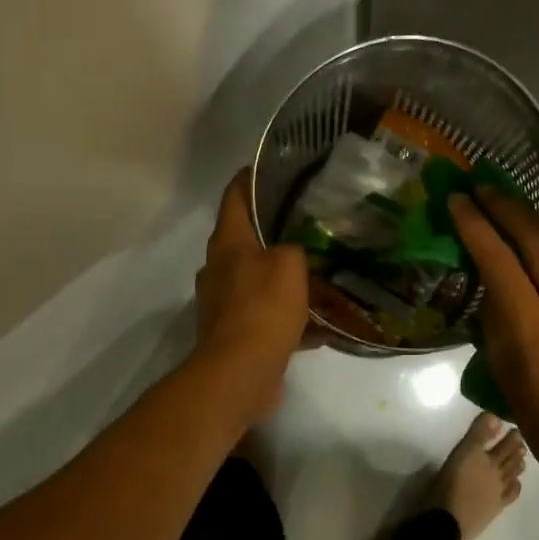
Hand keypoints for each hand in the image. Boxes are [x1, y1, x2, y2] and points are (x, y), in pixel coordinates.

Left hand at [193, 169, 309, 420]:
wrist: (240, 372)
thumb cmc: (263, 308)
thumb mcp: (290, 264)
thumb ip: (295, 246)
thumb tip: (294, 249)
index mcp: (227, 242)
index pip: (235, 195)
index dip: (252, 177)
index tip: (276, 167)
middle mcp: (219, 267)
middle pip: (246, 237)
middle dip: (275, 229)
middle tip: (310, 221)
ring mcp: (224, 302)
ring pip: (258, 277)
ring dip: (284, 275)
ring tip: (319, 270)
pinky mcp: (235, 332)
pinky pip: (265, 314)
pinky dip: (288, 315)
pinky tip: (319, 322)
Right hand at [449, 189, 538, 501]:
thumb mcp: (504, 372)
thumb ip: (498, 320)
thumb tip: (494, 283)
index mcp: (532, 326)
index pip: (498, 258)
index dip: (475, 224)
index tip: (458, 199)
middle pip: (535, 238)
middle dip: (506, 207)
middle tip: (484, 188)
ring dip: (538, 220)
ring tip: (516, 207)